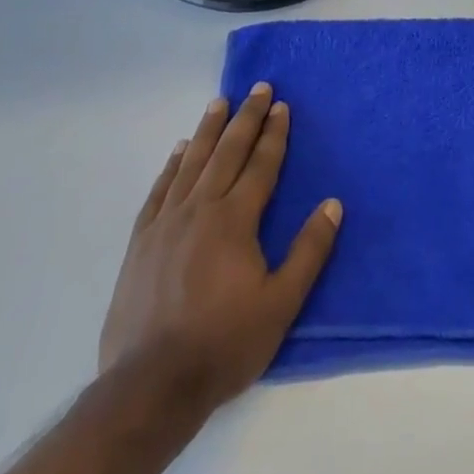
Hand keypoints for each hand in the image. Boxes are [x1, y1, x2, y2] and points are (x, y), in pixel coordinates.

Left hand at [99, 82, 341, 415]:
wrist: (150, 385)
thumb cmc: (224, 344)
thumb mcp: (281, 303)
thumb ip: (308, 251)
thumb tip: (332, 204)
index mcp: (235, 220)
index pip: (260, 165)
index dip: (274, 134)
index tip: (282, 106)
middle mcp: (200, 209)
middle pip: (227, 152)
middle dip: (246, 118)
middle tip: (258, 88)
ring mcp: (166, 223)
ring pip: (192, 163)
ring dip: (208, 130)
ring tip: (219, 103)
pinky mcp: (141, 242)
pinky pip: (160, 190)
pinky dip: (172, 165)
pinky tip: (179, 151)